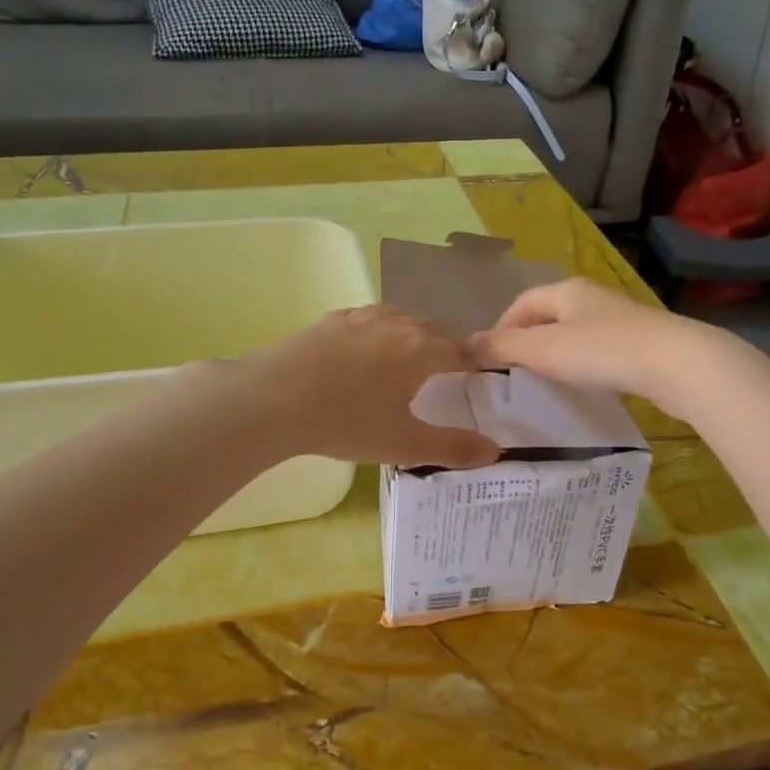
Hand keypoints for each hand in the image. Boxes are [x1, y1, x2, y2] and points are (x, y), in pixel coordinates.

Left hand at [236, 306, 500, 468]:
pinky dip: (373, 334)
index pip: (458, 351)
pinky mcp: (329, 320)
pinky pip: (365, 322)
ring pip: (396, 321)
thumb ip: (452, 447)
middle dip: (438, 350)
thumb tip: (495, 452)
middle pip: (429, 332)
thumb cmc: (347, 421)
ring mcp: (359, 318)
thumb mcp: (404, 443)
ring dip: (406, 338)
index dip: (471, 363)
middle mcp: (396, 324)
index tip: (476, 374)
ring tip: (401, 362)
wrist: (273, 398)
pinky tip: (360, 353)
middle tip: (438, 377)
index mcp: (421, 350)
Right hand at [465, 279, 729, 418]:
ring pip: (576, 333)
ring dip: (556, 354)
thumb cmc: (602, 351)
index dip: (502, 326)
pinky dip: (583, 365)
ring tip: (544, 383)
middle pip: (549, 315)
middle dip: (528, 340)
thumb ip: (503, 347)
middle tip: (513, 373)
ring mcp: (620, 319)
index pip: (523, 302)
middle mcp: (593, 297)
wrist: (676, 364)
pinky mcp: (641, 343)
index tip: (489, 358)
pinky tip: (584, 386)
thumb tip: (463, 346)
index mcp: (567, 290)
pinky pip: (599, 350)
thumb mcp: (543, 349)